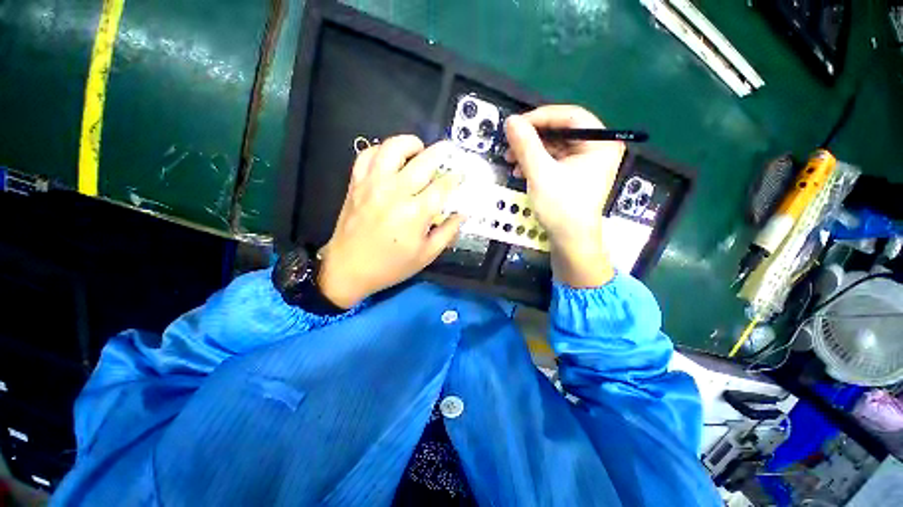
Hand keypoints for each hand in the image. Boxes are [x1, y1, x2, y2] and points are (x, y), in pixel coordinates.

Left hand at [318, 136, 463, 307]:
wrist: (347, 268)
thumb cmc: (388, 266)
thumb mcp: (425, 256)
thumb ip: (447, 232)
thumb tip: (463, 213)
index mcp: (414, 213)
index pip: (443, 185)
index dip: (456, 177)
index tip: (461, 175)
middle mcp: (394, 192)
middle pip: (424, 160)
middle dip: (441, 153)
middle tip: (448, 153)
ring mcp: (372, 184)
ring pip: (393, 147)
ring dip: (410, 144)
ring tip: (417, 151)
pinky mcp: (356, 182)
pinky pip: (367, 154)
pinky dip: (380, 150)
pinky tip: (389, 159)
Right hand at [504, 105, 623, 287]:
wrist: (572, 244)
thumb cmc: (563, 208)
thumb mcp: (541, 172)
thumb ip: (526, 143)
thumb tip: (511, 120)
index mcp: (601, 143)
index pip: (571, 115)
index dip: (542, 116)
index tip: (517, 124)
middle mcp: (600, 146)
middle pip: (563, 126)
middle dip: (534, 134)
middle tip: (511, 141)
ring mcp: (590, 158)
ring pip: (557, 140)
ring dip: (532, 147)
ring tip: (510, 159)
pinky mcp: (580, 169)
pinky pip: (557, 154)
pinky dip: (538, 158)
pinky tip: (520, 169)